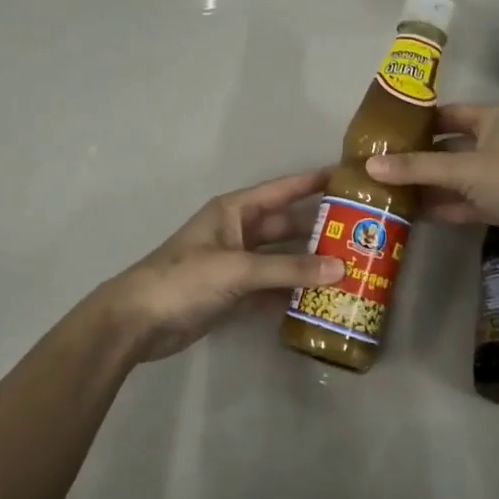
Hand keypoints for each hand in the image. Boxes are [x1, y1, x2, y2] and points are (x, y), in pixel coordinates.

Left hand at [91, 168, 343, 362]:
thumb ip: (289, 269)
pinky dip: (291, 292)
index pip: (282, 190)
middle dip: (317, 229)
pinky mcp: (233, 293)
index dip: (312, 182)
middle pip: (285, 226)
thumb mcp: (238, 269)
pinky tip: (319, 299)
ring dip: (308, 264)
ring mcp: (235, 264)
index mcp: (235, 211)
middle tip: (359, 233)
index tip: (347, 177)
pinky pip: (271, 287)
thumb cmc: (185, 279)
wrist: (138, 321)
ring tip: (349, 268)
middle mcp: (237, 232)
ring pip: (280, 259)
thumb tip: (341, 268)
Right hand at [364, 104, 498, 268]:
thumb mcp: (463, 170)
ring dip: (429, 184)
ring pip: (457, 176)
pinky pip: (467, 201)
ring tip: (389, 190)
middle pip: (450, 146)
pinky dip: (445, 205)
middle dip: (418, 157)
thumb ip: (417, 168)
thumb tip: (369, 165)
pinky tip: (415, 213)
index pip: (447, 114)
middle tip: (379, 165)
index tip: (383, 132)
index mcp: (493, 119)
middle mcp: (498, 141)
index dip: (417, 122)